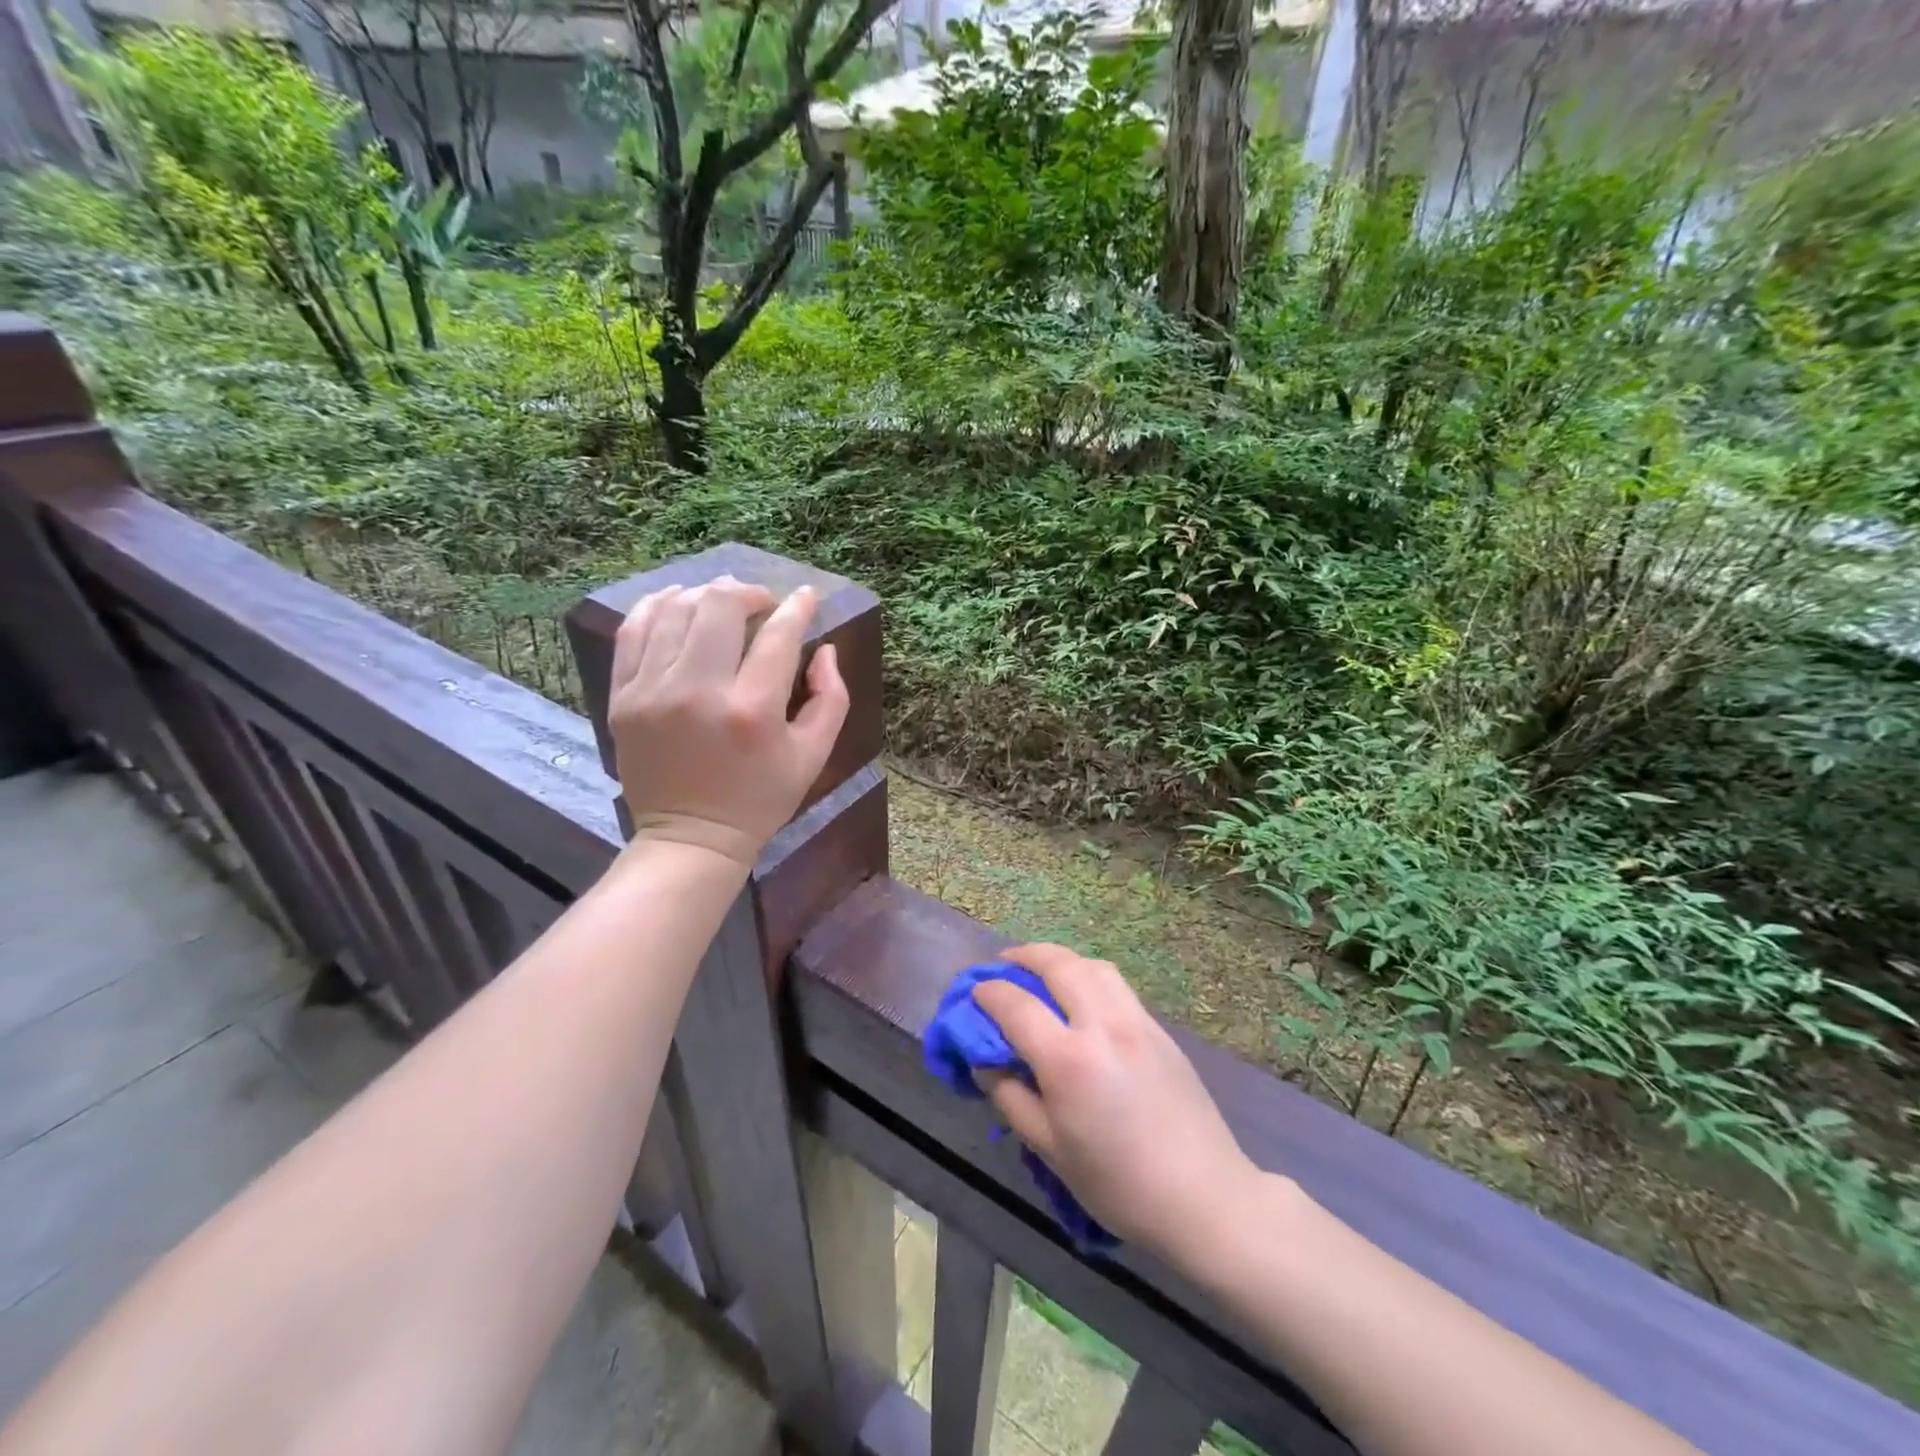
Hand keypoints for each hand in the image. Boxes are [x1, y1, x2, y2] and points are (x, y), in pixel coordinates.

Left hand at [608, 577, 848, 869]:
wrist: (691, 837)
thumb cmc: (760, 799)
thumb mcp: (813, 756)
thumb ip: (830, 697)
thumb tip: (823, 649)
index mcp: (752, 711)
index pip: (779, 635)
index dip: (798, 608)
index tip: (807, 597)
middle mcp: (699, 692)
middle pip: (720, 607)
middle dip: (749, 592)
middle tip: (762, 603)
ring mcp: (652, 692)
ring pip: (675, 609)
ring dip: (706, 595)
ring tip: (722, 602)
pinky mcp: (622, 697)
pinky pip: (633, 630)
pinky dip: (658, 606)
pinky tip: (678, 602)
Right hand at [973, 944, 1267, 1256]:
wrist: (1205, 1197)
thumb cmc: (1119, 1185)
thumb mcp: (1051, 1149)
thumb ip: (1011, 1097)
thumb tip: (986, 1062)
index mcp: (1069, 1059)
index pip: (1016, 1005)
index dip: (988, 994)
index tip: (974, 995)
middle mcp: (1103, 1025)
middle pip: (1058, 964)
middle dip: (1024, 956)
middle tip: (1004, 964)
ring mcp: (1136, 1021)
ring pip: (1092, 965)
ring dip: (1060, 960)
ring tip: (1042, 972)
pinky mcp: (1159, 1029)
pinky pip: (1116, 985)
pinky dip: (1089, 976)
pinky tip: (1081, 998)